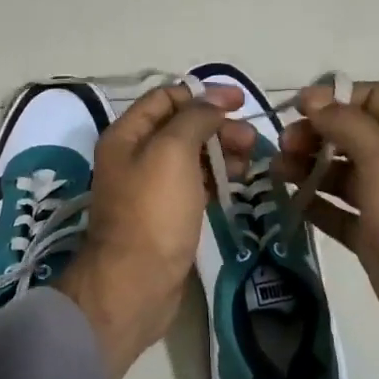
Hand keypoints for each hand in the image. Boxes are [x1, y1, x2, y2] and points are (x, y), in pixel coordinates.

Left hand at [58, 82, 254, 378]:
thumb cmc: (153, 212)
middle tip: (251, 140)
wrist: (136, 283)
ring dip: (221, 152)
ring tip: (250, 163)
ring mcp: (150, 188)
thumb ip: (195, 118)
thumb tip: (214, 98)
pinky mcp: (165, 215)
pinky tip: (237, 183)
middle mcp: (134, 157)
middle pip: (180, 127)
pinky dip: (215, 178)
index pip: (166, 98)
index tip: (240, 101)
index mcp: (127, 135)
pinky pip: (194, 184)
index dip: (203, 94)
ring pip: (190, 157)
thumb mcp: (173, 152)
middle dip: (217, 126)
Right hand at [276, 81, 378, 378]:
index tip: (296, 110)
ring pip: (338, 174)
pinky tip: (286, 202)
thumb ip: (347, 123)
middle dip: (314, 134)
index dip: (335, 98)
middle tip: (282, 147)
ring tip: (275, 172)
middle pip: (350, 135)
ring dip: (307, 167)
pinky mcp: (371, 237)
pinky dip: (312, 204)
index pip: (372, 99)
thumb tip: (313, 97)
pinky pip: (335, 212)